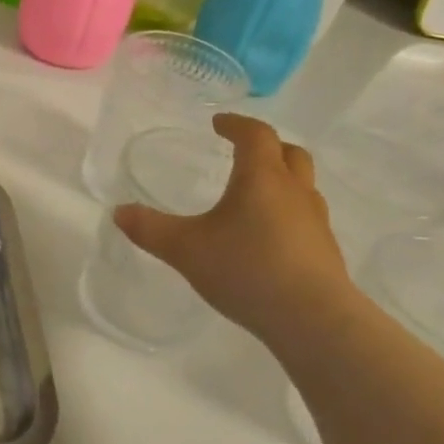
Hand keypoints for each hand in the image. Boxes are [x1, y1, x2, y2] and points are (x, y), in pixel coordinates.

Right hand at [115, 113, 351, 342]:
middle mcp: (294, 191)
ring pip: (302, 186)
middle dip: (266, 147)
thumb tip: (119, 212)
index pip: (256, 135)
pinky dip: (286, 213)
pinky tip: (266, 237)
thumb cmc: (247, 269)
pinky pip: (305, 217)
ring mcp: (315, 222)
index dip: (236, 125)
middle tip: (243, 152)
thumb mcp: (185, 249)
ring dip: (281, 180)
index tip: (218, 123)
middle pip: (289, 153)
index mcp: (262, 178)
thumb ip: (149, 228)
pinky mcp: (325, 251)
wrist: (313, 320)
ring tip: (253, 195)